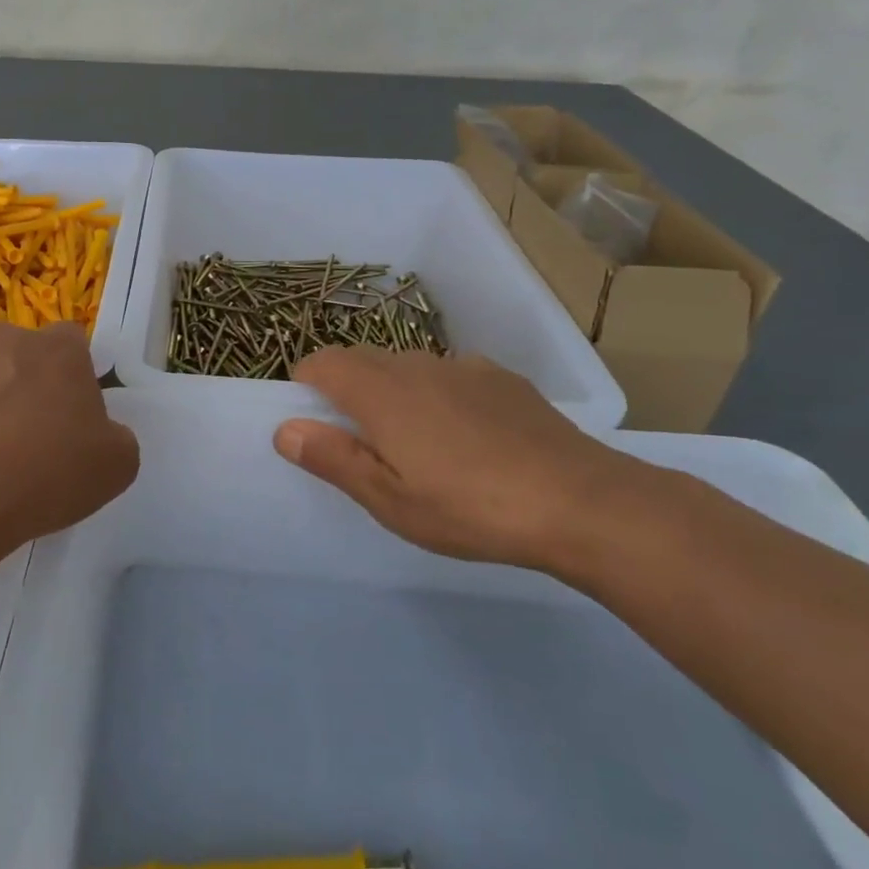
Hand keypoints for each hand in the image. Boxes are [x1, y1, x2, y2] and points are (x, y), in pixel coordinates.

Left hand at [0, 321, 139, 555]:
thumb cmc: (41, 475)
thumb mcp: (115, 467)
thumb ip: (116, 436)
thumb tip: (99, 431)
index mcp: (60, 349)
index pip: (74, 343)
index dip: (75, 379)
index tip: (70, 419)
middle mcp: (8, 337)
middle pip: (25, 356)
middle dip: (28, 387)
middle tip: (28, 440)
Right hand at [273, 347, 667, 573]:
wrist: (584, 503)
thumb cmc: (471, 508)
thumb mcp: (390, 499)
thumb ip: (333, 458)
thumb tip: (284, 429)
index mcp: (380, 390)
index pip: (321, 362)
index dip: (306, 387)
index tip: (317, 427)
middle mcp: (416, 364)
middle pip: (361, 361)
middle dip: (347, 391)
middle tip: (365, 447)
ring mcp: (464, 367)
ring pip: (407, 368)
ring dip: (394, 394)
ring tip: (419, 448)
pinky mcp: (502, 379)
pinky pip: (449, 377)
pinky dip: (438, 397)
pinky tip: (469, 441)